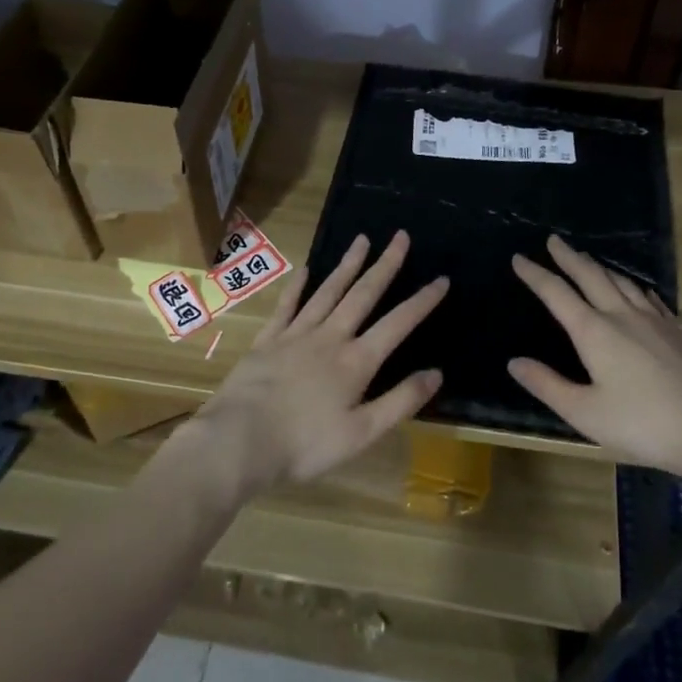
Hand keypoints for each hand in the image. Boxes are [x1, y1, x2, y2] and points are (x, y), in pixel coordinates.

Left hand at [179, 230, 447, 494]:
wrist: (240, 440)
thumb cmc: (305, 444)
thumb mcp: (362, 433)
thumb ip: (400, 401)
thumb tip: (436, 373)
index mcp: (356, 361)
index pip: (397, 324)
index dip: (421, 301)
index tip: (441, 279)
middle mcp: (329, 338)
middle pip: (362, 295)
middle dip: (385, 265)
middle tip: (400, 237)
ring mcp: (295, 335)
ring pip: (327, 292)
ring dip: (347, 265)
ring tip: (361, 240)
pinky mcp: (267, 341)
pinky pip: (287, 306)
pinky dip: (298, 287)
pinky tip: (306, 270)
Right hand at [508, 235, 681, 488]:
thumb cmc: (643, 424)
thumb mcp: (584, 413)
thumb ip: (547, 385)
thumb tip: (514, 362)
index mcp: (594, 332)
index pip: (556, 294)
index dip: (535, 274)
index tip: (519, 258)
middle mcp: (623, 316)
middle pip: (591, 276)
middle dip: (569, 257)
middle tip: (554, 241)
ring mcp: (657, 321)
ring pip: (623, 282)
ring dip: (600, 268)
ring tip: (589, 259)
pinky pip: (651, 298)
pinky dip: (635, 287)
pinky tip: (638, 290)